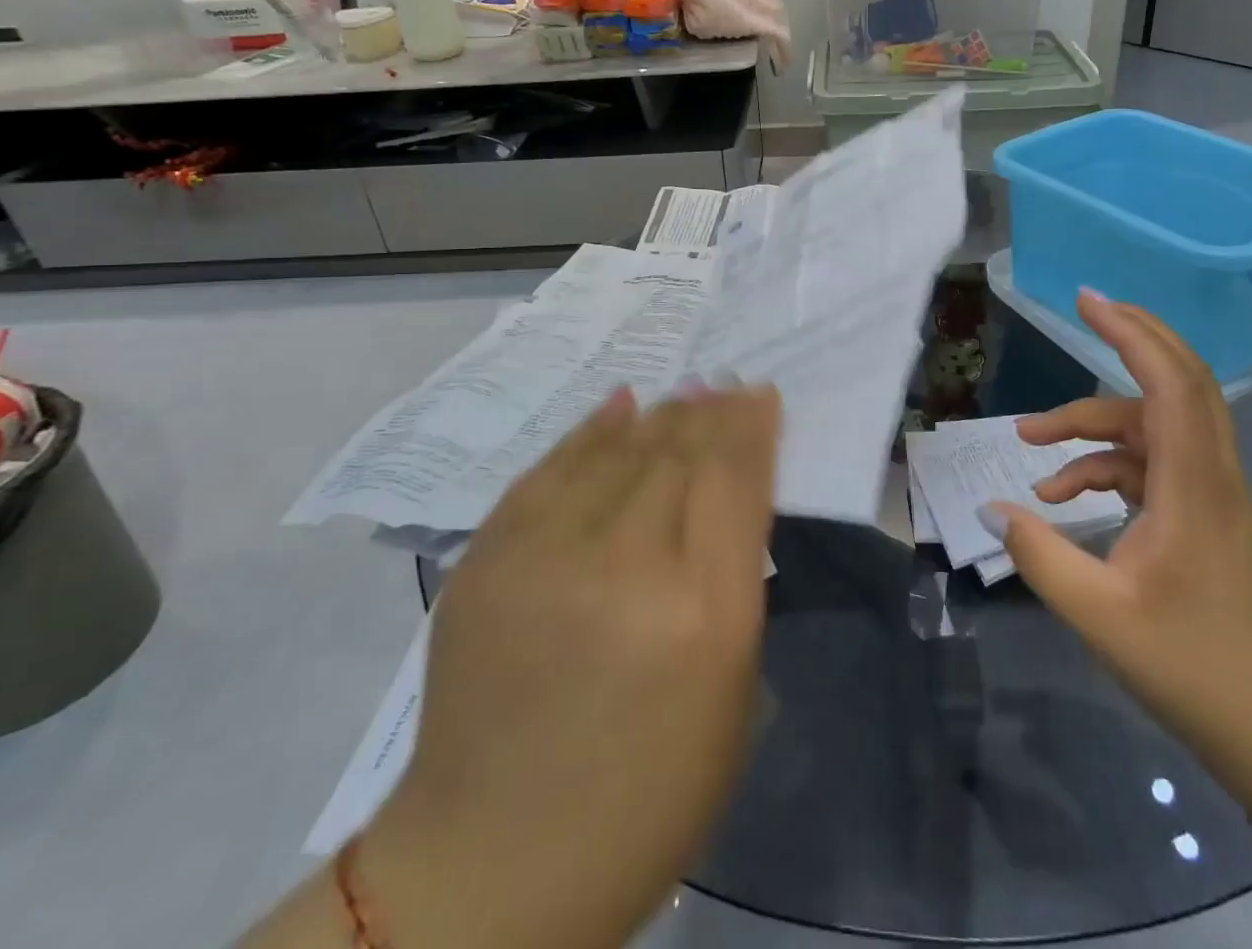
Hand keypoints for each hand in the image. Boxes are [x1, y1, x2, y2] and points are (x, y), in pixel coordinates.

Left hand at [362, 383, 782, 948]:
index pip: (734, 479)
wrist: (491, 865)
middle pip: (679, 453)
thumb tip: (729, 491)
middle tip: (727, 385)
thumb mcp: (731, 691)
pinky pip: (552, 468)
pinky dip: (593, 431)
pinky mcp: (489, 557)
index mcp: (702, 611)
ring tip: (687, 393)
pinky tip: (621, 405)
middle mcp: (626, 565)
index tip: (762, 395)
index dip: (751, 427)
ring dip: (661, 416)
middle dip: (711, 413)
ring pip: (619, 450)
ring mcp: (547, 555)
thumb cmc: (648, 794)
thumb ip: (734, 578)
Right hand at [987, 290, 1251, 743]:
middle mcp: (1211, 474)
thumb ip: (1039, 555)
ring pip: (1152, 426)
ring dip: (1092, 424)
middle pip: (1180, 380)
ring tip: (1029, 440)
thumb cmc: (1197, 670)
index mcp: (1195, 485)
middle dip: (1133, 338)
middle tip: (1085, 308)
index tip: (1087, 301)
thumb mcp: (1100, 615)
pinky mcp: (1204, 516)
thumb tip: (991, 509)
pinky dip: (1104, 466)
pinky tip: (1061, 497)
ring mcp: (1211, 494)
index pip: (1171, 383)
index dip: (1131, 333)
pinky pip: (1150, 466)